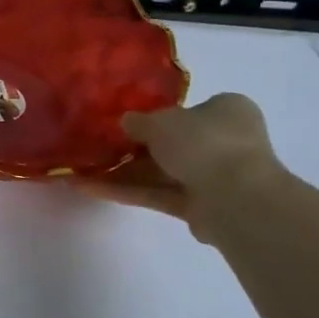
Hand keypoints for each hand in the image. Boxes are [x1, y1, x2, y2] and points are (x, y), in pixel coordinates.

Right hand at [78, 93, 283, 238]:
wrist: (235, 198)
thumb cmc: (202, 143)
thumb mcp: (159, 121)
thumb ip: (138, 122)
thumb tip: (127, 123)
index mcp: (228, 111)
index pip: (193, 109)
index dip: (160, 114)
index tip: (129, 121)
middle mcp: (227, 142)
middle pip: (174, 143)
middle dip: (136, 148)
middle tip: (100, 146)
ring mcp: (216, 178)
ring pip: (163, 172)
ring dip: (125, 173)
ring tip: (84, 170)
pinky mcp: (202, 208)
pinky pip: (159, 195)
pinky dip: (128, 192)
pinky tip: (91, 188)